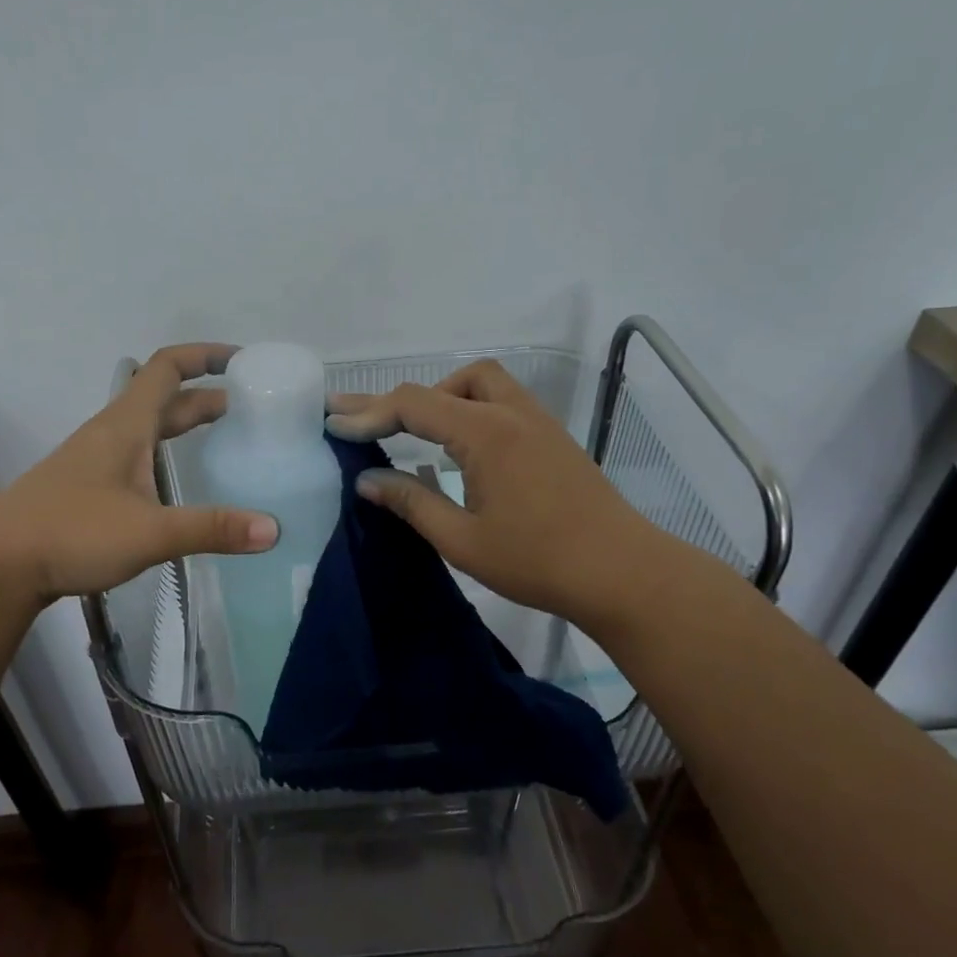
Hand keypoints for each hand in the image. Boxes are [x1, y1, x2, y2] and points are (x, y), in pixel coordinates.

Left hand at [0, 344, 278, 606]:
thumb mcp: (149, 532)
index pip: (167, 368)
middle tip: (249, 407)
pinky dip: (165, 453)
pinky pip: (136, 454)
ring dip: (184, 424)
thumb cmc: (71, 533)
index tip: (242, 361)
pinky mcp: (86, 488)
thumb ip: (212, 529)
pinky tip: (175, 483)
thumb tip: (274, 529)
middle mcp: (111, 433)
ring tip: (221, 437)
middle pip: (163, 398)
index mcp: (126, 426)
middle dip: (206, 396)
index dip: (205, 355)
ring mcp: (94, 461)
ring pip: (147, 428)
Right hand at [325, 359, 650, 621]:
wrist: (623, 573)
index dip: (369, 413)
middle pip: (446, 383)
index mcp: (485, 433)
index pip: (414, 405)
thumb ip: (412, 502)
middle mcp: (511, 413)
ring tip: (412, 430)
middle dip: (399, 399)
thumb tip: (366, 481)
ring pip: (481, 383)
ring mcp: (537, 422)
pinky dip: (468, 409)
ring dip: (441, 397)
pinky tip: (457, 445)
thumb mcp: (463, 540)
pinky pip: (500, 402)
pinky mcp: (551, 438)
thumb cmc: (538, 561)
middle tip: (359, 416)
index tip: (334, 426)